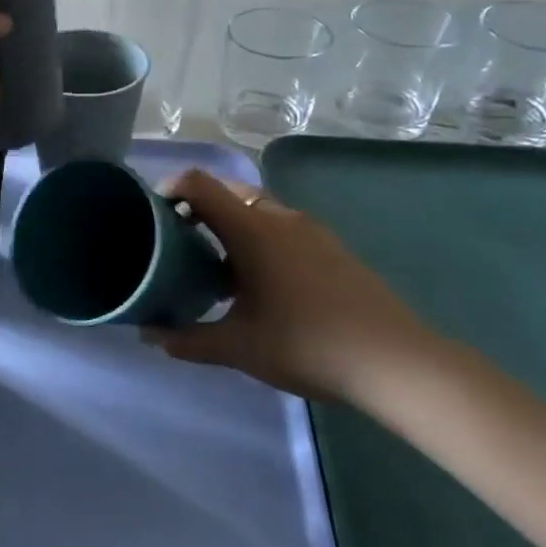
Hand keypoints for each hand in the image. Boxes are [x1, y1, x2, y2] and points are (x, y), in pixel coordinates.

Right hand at [144, 170, 439, 400]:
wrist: (396, 362)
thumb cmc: (305, 344)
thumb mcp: (236, 347)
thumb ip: (186, 339)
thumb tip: (149, 336)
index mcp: (250, 229)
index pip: (198, 183)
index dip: (168, 187)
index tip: (151, 214)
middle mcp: (279, 218)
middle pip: (228, 192)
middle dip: (197, 209)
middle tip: (178, 243)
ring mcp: (311, 232)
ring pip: (258, 211)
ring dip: (231, 227)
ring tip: (217, 268)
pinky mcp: (333, 250)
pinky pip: (283, 229)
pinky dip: (259, 241)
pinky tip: (261, 285)